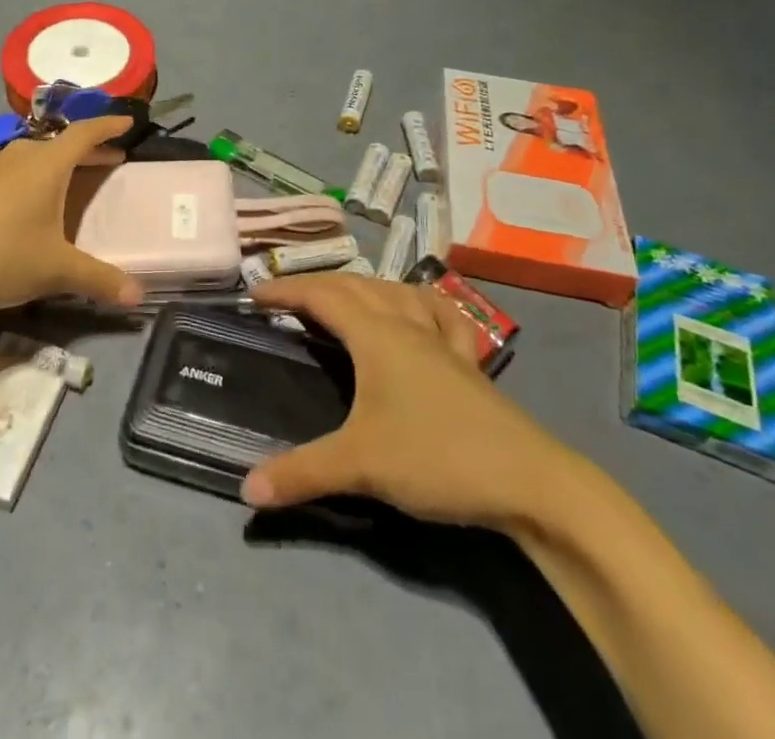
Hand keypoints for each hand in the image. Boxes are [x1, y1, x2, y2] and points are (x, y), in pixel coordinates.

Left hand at [0, 115, 144, 310]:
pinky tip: (40, 200)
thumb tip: (139, 297)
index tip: (129, 121)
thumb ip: (98, 279)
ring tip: (80, 177)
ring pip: (40, 156)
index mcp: (48, 163)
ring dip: (64, 163)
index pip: (86, 132)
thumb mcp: (55, 269)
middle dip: (91, 149)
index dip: (109, 125)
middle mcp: (23, 156)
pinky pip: (21, 170)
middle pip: (64, 143)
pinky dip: (41, 176)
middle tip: (115, 158)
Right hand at [243, 274, 581, 527]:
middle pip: (355, 286)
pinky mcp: (466, 360)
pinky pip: (437, 313)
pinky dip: (417, 302)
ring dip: (361, 287)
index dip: (286, 290)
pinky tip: (418, 311)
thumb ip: (301, 473)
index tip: (254, 294)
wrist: (527, 480)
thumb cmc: (436, 458)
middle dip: (316, 285)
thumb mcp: (361, 465)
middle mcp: (405, 324)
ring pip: (395, 292)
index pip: (321, 296)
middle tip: (286, 299)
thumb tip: (246, 490)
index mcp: (376, 334)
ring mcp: (440, 339)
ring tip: (341, 299)